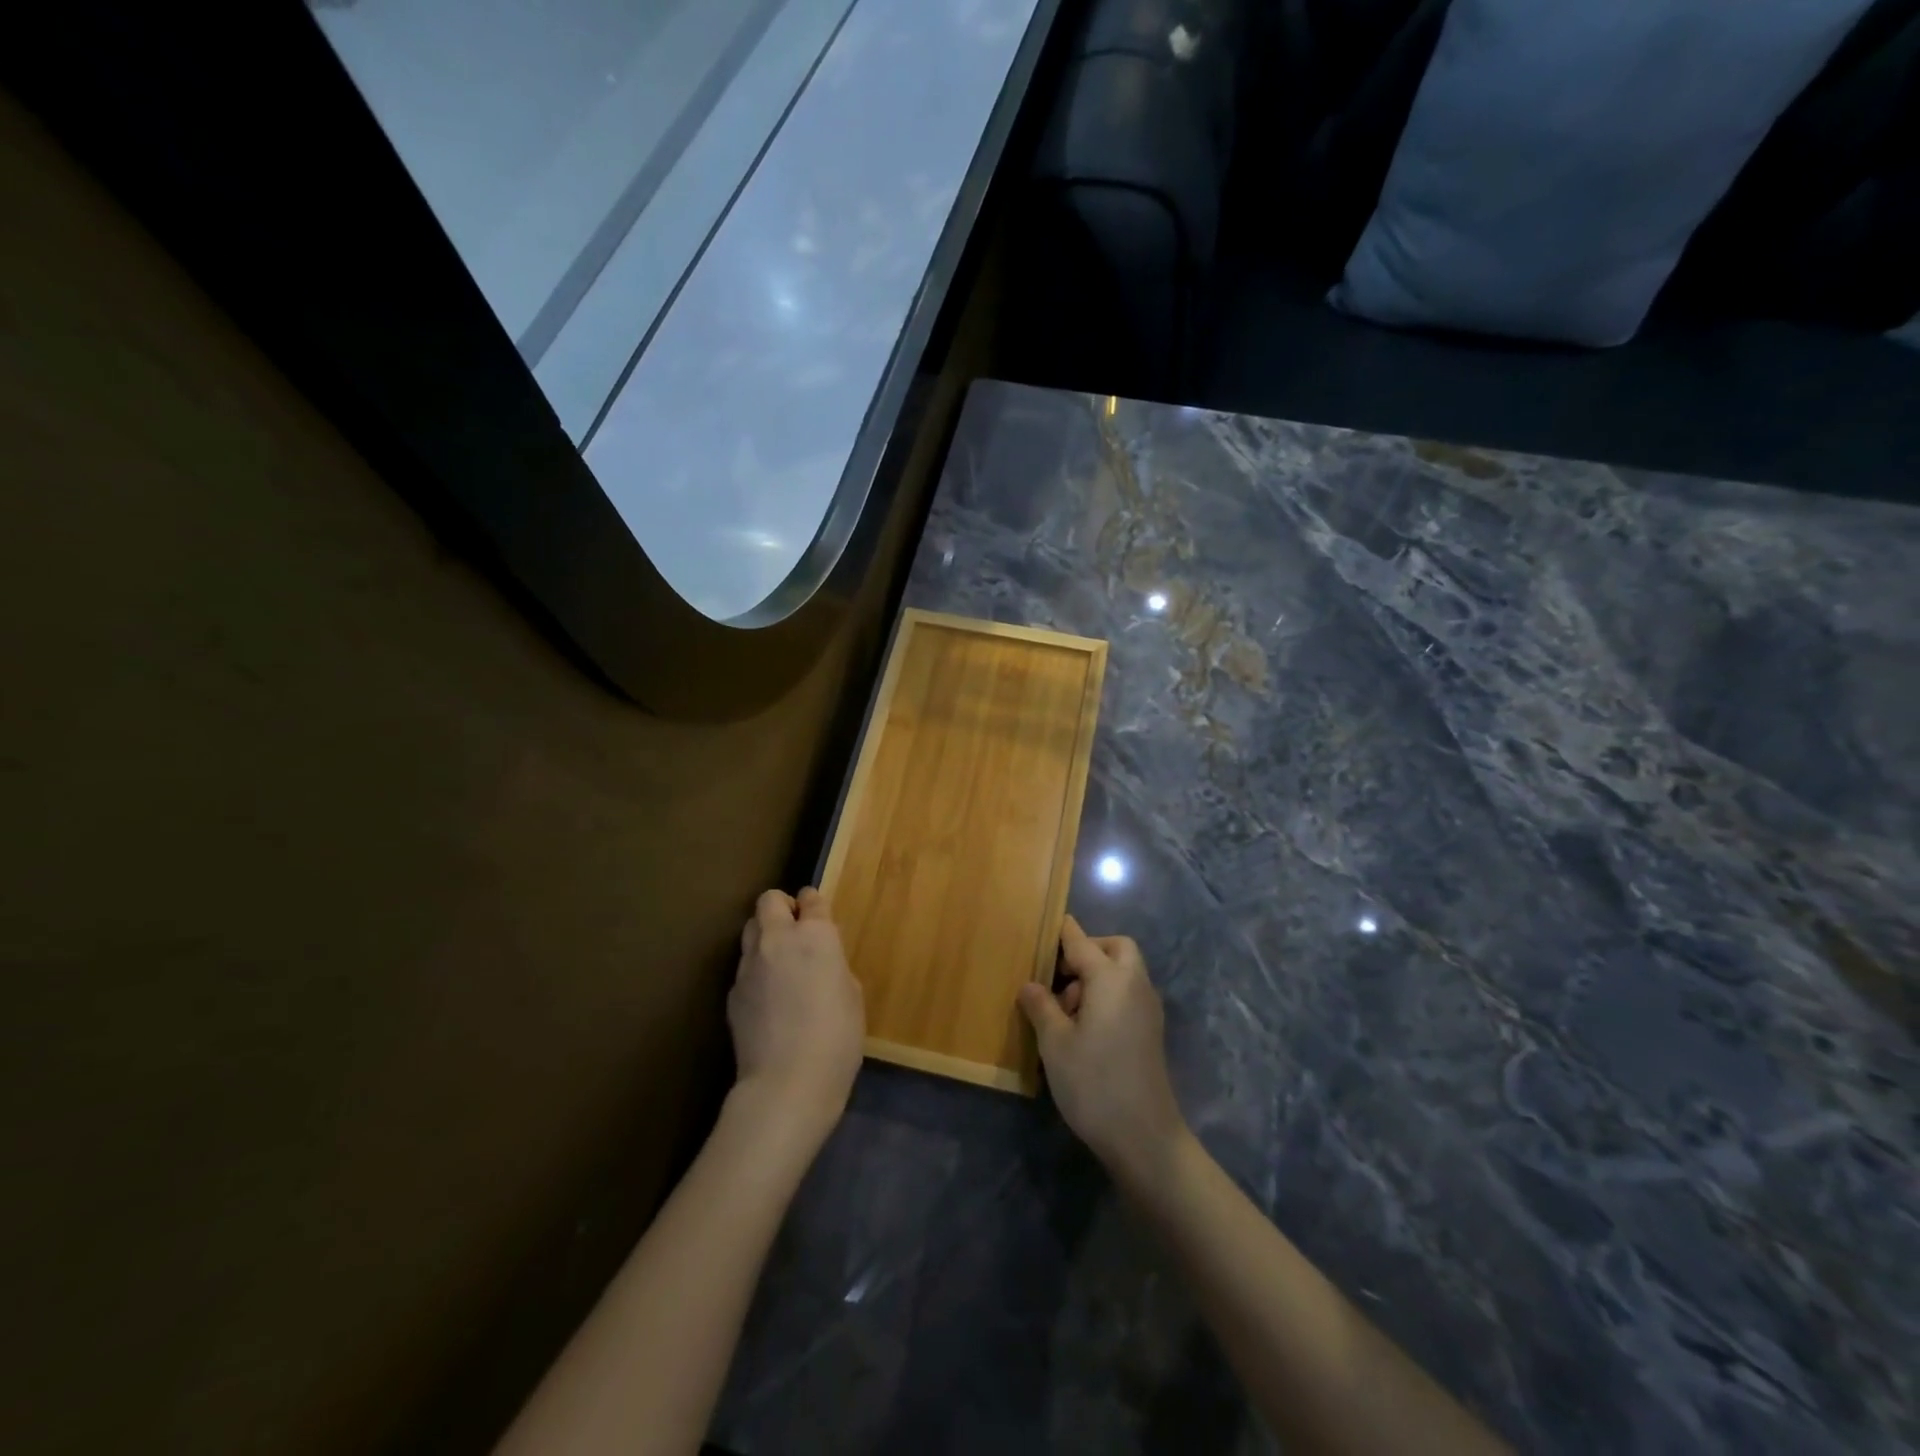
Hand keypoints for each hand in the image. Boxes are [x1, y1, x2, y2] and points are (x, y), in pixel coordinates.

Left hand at [728, 888, 864, 1141]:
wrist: (787, 1083)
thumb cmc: (837, 1038)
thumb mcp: (851, 995)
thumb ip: (833, 966)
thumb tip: (820, 963)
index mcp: (815, 936)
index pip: (811, 898)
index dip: (814, 904)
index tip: (818, 914)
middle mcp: (777, 940)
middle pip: (769, 900)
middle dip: (782, 907)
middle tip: (795, 930)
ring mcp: (748, 965)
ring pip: (750, 929)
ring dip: (764, 935)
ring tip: (778, 962)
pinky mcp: (732, 992)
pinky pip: (744, 968)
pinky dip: (755, 971)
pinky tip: (767, 1000)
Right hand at [1018, 917, 1188, 1186]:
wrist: (1145, 1137)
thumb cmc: (1094, 1083)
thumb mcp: (1055, 1044)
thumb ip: (1041, 1007)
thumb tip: (1031, 985)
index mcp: (1111, 979)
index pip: (1082, 941)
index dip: (1061, 932)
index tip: (1042, 926)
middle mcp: (1134, 985)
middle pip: (1116, 948)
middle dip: (1088, 950)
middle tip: (1058, 975)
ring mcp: (1147, 1009)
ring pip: (1124, 971)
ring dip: (1097, 975)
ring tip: (1065, 1010)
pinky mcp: (1150, 1031)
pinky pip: (1128, 994)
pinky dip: (1108, 994)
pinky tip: (1084, 1028)